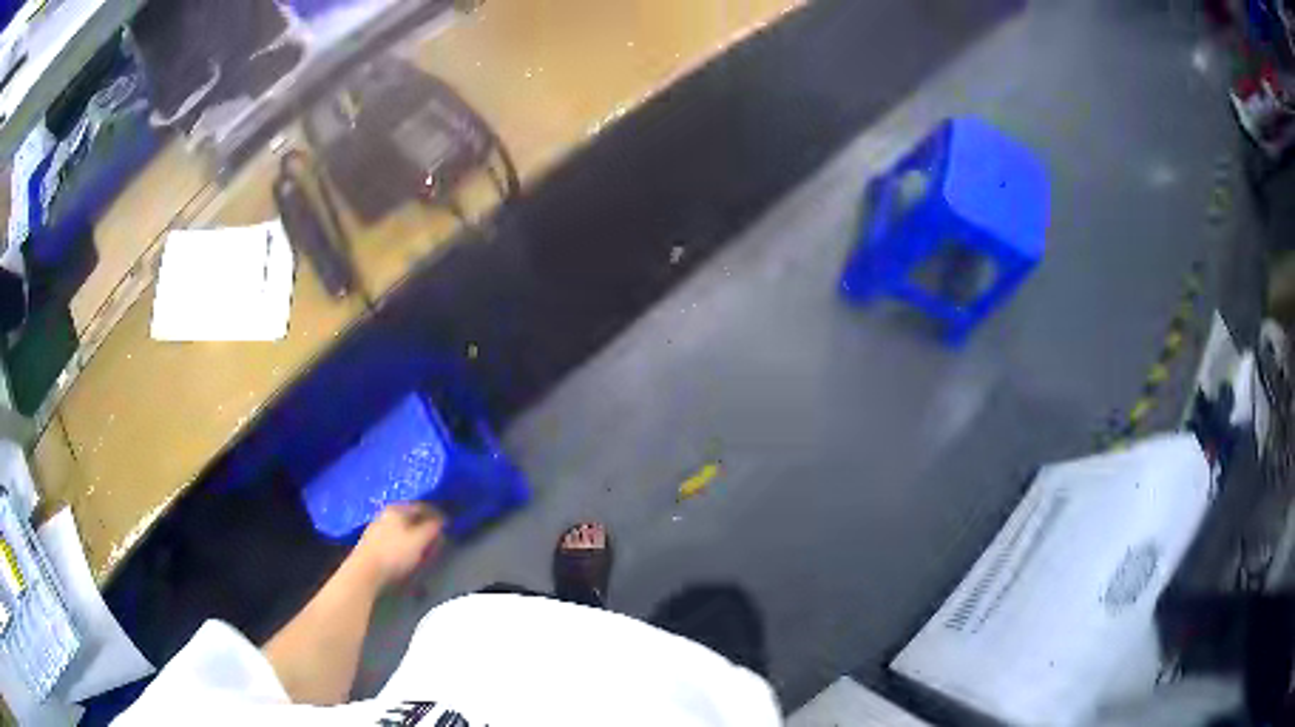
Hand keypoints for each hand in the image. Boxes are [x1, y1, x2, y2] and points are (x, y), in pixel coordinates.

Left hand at [348, 503, 445, 588]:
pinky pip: (394, 540)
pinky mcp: (372, 543)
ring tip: (424, 552)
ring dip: (415, 539)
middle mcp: (385, 514)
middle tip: (437, 540)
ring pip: (402, 530)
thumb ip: (432, 529)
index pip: (422, 506)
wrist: (364, 572)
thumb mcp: (419, 541)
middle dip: (426, 528)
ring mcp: (377, 528)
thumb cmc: (394, 554)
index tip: (448, 526)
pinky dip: (404, 546)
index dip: (437, 515)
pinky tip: (407, 557)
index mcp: (397, 509)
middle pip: (411, 518)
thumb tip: (442, 521)